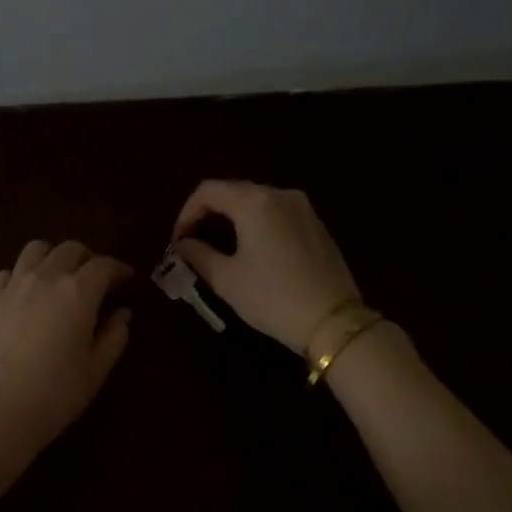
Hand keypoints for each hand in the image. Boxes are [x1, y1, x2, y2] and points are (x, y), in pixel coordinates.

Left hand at [0, 240, 132, 499]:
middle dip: (88, 259)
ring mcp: (12, 285)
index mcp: (78, 292)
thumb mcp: (95, 371)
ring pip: (36, 250)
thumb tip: (122, 314)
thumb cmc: (54, 395)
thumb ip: (113, 337)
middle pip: (70, 249)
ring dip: (54, 257)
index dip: (119, 270)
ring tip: (59, 278)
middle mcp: (45, 277)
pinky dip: (23, 274)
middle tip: (96, 281)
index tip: (127, 281)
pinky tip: (26, 294)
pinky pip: (8, 272)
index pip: (104, 266)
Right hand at [171, 181, 359, 354]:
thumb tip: (183, 245)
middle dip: (209, 212)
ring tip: (220, 245)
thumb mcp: (227, 279)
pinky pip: (278, 213)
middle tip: (194, 241)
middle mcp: (280, 194)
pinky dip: (258, 223)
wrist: (332, 320)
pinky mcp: (317, 224)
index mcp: (254, 202)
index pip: (208, 190)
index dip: (186, 212)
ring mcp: (304, 208)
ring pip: (257, 201)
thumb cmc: (272, 297)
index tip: (178, 240)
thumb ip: (199, 255)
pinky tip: (253, 249)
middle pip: (234, 191)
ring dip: (234, 217)